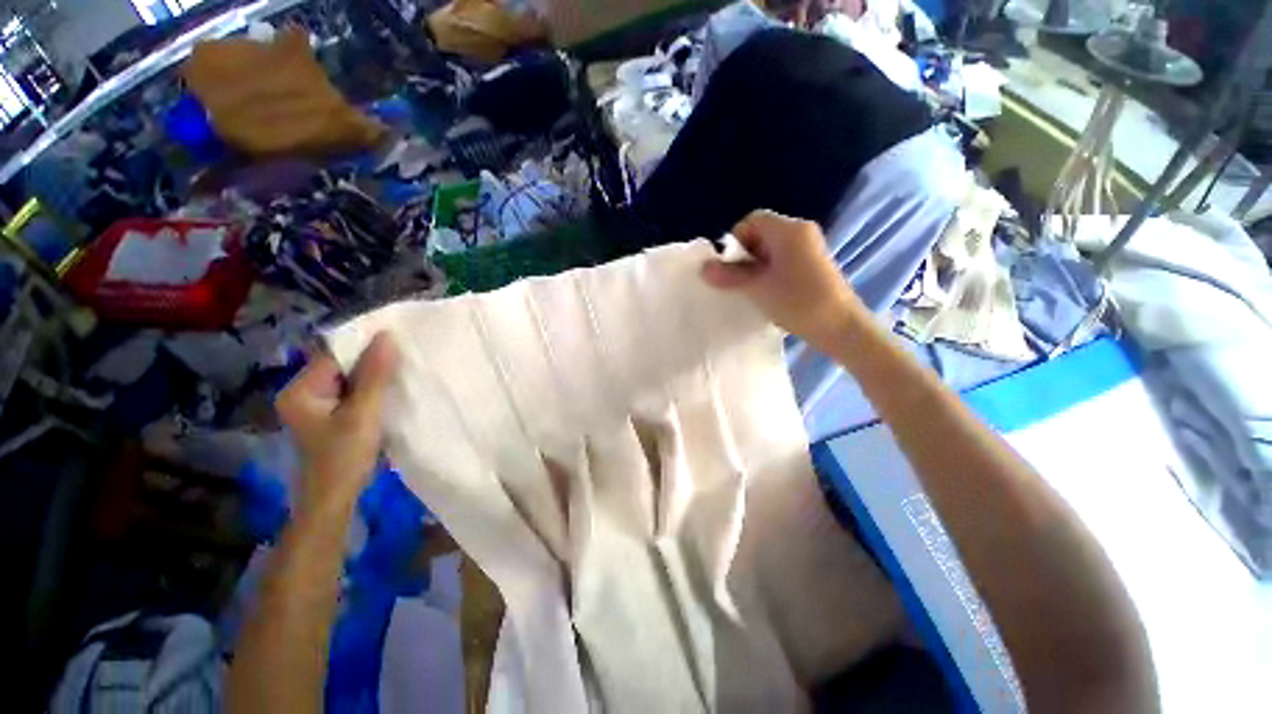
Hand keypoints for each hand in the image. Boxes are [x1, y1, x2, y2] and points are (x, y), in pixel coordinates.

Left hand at [277, 333, 398, 515]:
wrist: (334, 501)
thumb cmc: (344, 458)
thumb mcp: (363, 414)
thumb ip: (375, 375)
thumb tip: (387, 336)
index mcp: (301, 390)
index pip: (336, 355)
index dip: (366, 346)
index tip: (398, 340)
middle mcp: (304, 393)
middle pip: (343, 366)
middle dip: (373, 362)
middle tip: (406, 356)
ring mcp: (318, 406)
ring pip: (352, 380)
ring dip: (375, 377)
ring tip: (404, 370)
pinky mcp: (332, 417)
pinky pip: (355, 393)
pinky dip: (373, 390)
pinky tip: (392, 390)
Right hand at [701, 210, 863, 349]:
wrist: (840, 327)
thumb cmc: (797, 302)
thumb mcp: (757, 288)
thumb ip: (729, 275)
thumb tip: (703, 268)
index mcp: (789, 230)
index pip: (752, 221)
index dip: (736, 241)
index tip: (732, 267)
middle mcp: (801, 232)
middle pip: (761, 234)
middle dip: (745, 256)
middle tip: (740, 281)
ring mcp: (809, 248)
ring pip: (771, 249)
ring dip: (756, 266)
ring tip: (753, 290)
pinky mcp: (813, 264)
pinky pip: (782, 260)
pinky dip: (770, 272)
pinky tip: (769, 293)